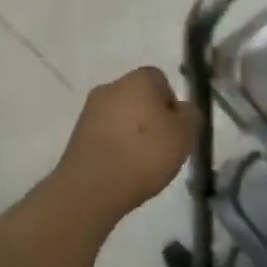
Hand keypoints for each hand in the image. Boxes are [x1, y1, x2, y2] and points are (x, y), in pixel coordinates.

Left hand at [53, 68, 196, 224]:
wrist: (91, 188)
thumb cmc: (144, 154)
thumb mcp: (184, 135)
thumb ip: (190, 116)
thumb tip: (182, 109)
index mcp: (140, 78)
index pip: (161, 81)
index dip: (170, 106)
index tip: (174, 132)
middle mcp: (113, 86)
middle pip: (138, 97)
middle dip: (149, 119)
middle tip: (159, 149)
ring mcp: (91, 109)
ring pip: (120, 116)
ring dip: (129, 134)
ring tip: (138, 165)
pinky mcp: (77, 134)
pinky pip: (104, 135)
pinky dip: (113, 148)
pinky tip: (119, 171)